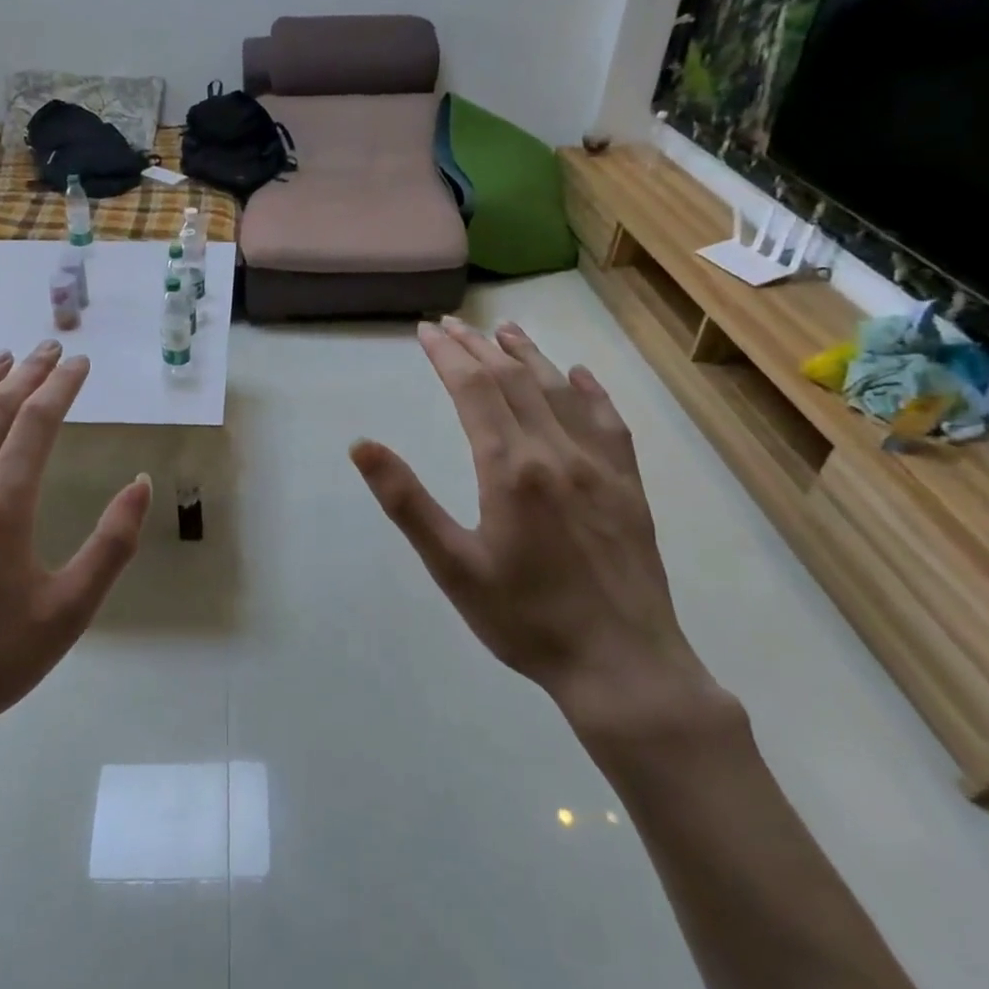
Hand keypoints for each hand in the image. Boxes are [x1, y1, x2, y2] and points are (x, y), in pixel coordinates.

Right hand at [351, 318, 731, 739]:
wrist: (622, 664)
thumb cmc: (524, 618)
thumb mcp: (452, 565)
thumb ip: (406, 501)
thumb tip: (361, 445)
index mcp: (510, 468)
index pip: (473, 389)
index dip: (447, 355)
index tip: (426, 330)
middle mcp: (556, 452)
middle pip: (513, 380)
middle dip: (479, 347)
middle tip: (452, 324)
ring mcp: (599, 465)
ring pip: (560, 391)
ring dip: (529, 356)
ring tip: (506, 330)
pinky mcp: (628, 485)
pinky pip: (609, 422)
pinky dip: (591, 390)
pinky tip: (580, 375)